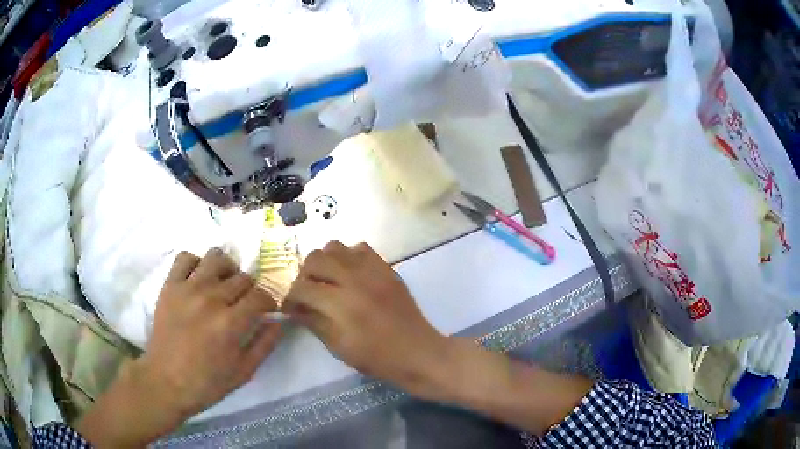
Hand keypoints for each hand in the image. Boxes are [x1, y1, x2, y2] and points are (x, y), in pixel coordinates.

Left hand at [144, 248, 281, 416]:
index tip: (265, 311)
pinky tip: (198, 279)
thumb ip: (265, 344)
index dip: (268, 302)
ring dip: (226, 269)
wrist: (166, 381)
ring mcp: (188, 288)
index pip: (261, 295)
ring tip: (222, 284)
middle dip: (249, 290)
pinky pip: (185, 257)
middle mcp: (211, 298)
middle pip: (242, 277)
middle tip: (243, 304)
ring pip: (216, 257)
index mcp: (231, 323)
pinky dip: (196, 264)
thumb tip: (279, 321)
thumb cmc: (207, 382)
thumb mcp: (244, 372)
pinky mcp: (170, 285)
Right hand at [284, 241, 449, 395]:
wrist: (418, 351)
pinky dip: (348, 257)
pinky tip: (350, 275)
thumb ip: (314, 323)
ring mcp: (372, 270)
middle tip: (307, 293)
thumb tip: (295, 309)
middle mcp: (354, 279)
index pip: (302, 288)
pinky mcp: (386, 268)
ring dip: (324, 262)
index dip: (290, 298)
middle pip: (314, 259)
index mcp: (340, 304)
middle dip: (304, 276)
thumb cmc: (377, 357)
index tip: (290, 308)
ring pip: (335, 247)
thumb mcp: (339, 347)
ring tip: (327, 281)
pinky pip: (360, 248)